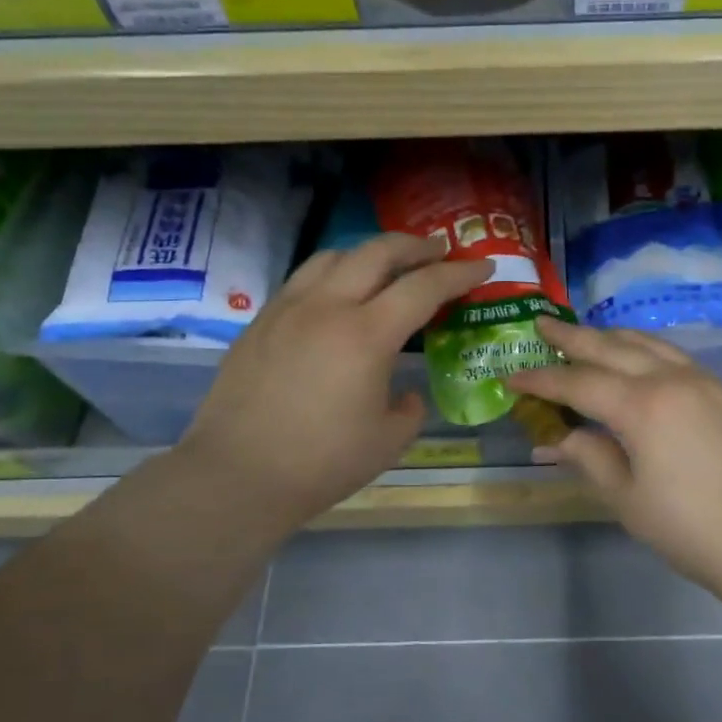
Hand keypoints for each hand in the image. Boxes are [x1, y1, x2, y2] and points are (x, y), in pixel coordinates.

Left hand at [178, 234, 490, 536]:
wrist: (237, 475)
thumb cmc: (322, 463)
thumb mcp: (388, 441)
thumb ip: (409, 408)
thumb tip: (406, 392)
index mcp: (367, 335)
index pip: (424, 287)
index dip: (459, 274)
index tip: (483, 267)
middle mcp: (327, 307)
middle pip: (378, 252)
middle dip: (416, 246)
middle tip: (439, 251)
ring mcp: (288, 309)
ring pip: (334, 256)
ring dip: (370, 253)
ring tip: (387, 266)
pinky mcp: (260, 322)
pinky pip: (303, 279)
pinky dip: (333, 273)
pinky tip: (337, 296)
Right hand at [509, 317, 721, 596]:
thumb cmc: (689, 527)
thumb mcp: (627, 498)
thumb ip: (590, 458)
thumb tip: (555, 440)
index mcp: (642, 405)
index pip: (579, 382)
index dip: (542, 379)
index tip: (512, 376)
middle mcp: (672, 379)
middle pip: (613, 347)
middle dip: (573, 336)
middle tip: (542, 323)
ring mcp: (704, 381)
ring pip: (649, 344)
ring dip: (612, 336)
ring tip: (587, 334)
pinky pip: (675, 356)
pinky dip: (645, 349)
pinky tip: (638, 358)